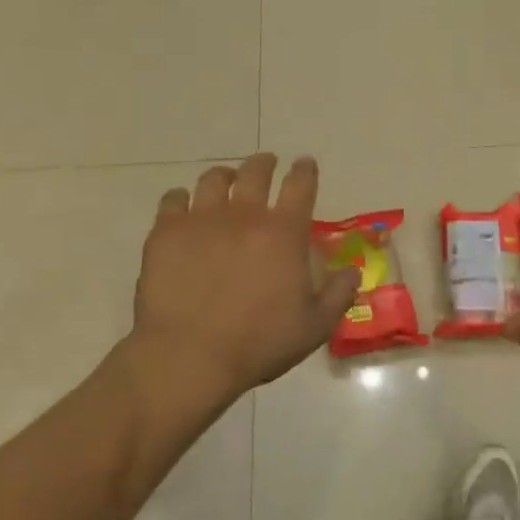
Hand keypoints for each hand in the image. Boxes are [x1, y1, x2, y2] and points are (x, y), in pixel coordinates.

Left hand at [126, 154, 359, 409]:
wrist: (189, 356)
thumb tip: (353, 271)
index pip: (300, 185)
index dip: (305, 170)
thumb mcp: (314, 327)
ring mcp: (201, 219)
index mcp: (283, 233)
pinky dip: (182, 197)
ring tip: (226, 180)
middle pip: (256, 172)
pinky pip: (173, 199)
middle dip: (265, 163)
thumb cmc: (259, 343)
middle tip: (267, 164)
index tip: (305, 164)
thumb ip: (339, 294)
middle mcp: (244, 215)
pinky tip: (183, 204)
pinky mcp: (166, 232)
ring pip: (214, 179)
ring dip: (225, 175)